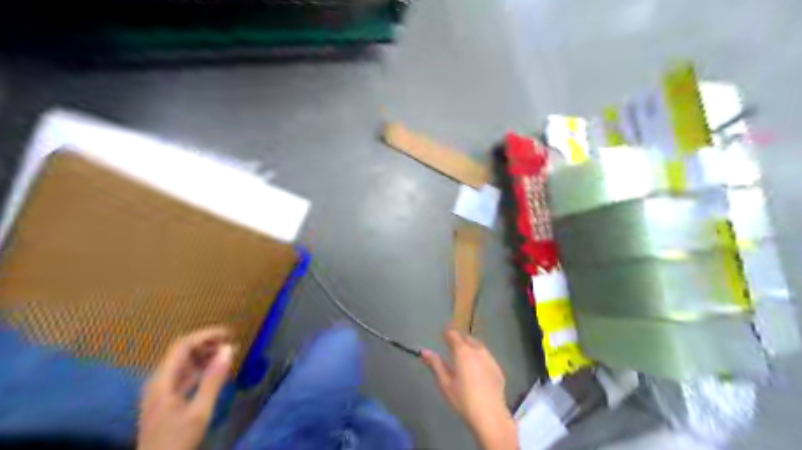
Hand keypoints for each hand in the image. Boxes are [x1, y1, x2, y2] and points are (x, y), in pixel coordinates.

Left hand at [135, 326, 232, 448]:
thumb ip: (213, 379)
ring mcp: (160, 392)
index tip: (229, 333)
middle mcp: (158, 382)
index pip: (182, 345)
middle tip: (232, 344)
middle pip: (181, 352)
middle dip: (207, 344)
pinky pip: (184, 376)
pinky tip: (216, 373)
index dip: (206, 335)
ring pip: (183, 364)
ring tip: (228, 355)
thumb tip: (229, 349)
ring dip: (205, 357)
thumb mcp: (199, 411)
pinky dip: (201, 370)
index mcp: (162, 381)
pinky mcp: (166, 401)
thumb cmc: (177, 440)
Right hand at [422, 327, 516, 449]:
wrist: (490, 416)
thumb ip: (435, 364)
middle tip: (451, 346)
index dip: (446, 332)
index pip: (452, 333)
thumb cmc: (463, 399)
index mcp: (462, 351)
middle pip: (466, 337)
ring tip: (464, 356)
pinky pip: (486, 356)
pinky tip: (477, 368)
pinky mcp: (497, 368)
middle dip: (458, 338)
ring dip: (470, 346)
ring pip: (478, 345)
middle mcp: (477, 349)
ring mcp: (489, 358)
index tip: (442, 334)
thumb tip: (425, 351)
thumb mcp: (445, 383)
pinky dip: (479, 356)